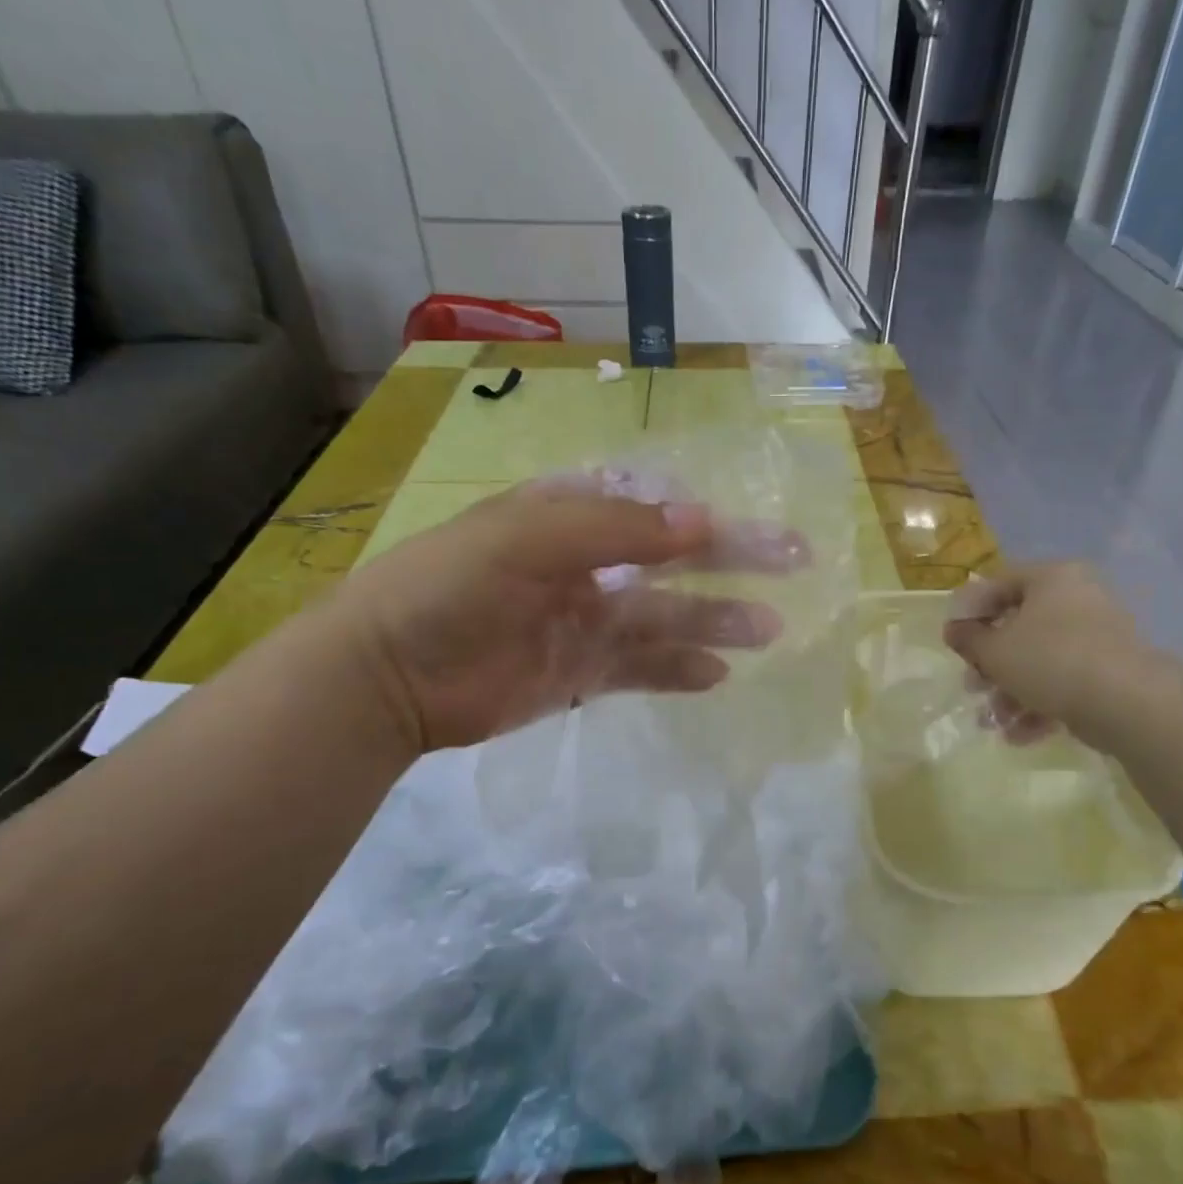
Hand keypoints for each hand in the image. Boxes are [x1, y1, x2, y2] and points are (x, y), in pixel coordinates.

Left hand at [331, 483, 788, 752]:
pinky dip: (677, 669)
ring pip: (666, 617)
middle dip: (733, 561)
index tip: (760, 528)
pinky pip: (640, 667)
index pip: (655, 506)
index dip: (709, 514)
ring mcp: (584, 621)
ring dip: (716, 620)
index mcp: (570, 516)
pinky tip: (717, 673)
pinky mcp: (578, 673)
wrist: (387, 677)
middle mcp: (586, 564)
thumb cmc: (450, 588)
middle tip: (795, 562)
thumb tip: (701, 521)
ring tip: (769, 630)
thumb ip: (614, 530)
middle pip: (674, 560)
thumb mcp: (526, 539)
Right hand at [943, 563, 1161, 752]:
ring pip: (1040, 660)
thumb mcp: (995, 650)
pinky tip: (1019, 735)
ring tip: (994, 722)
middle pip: (1019, 627)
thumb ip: (968, 639)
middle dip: (990, 664)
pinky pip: (1064, 682)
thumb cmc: (1051, 661)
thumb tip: (953, 629)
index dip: (969, 613)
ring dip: (1010, 691)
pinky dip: (1039, 705)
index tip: (952, 642)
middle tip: (972, 686)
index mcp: (1052, 578)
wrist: (1127, 703)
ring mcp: (1098, 637)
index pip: (999, 585)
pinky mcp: (1109, 672)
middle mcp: (1078, 599)